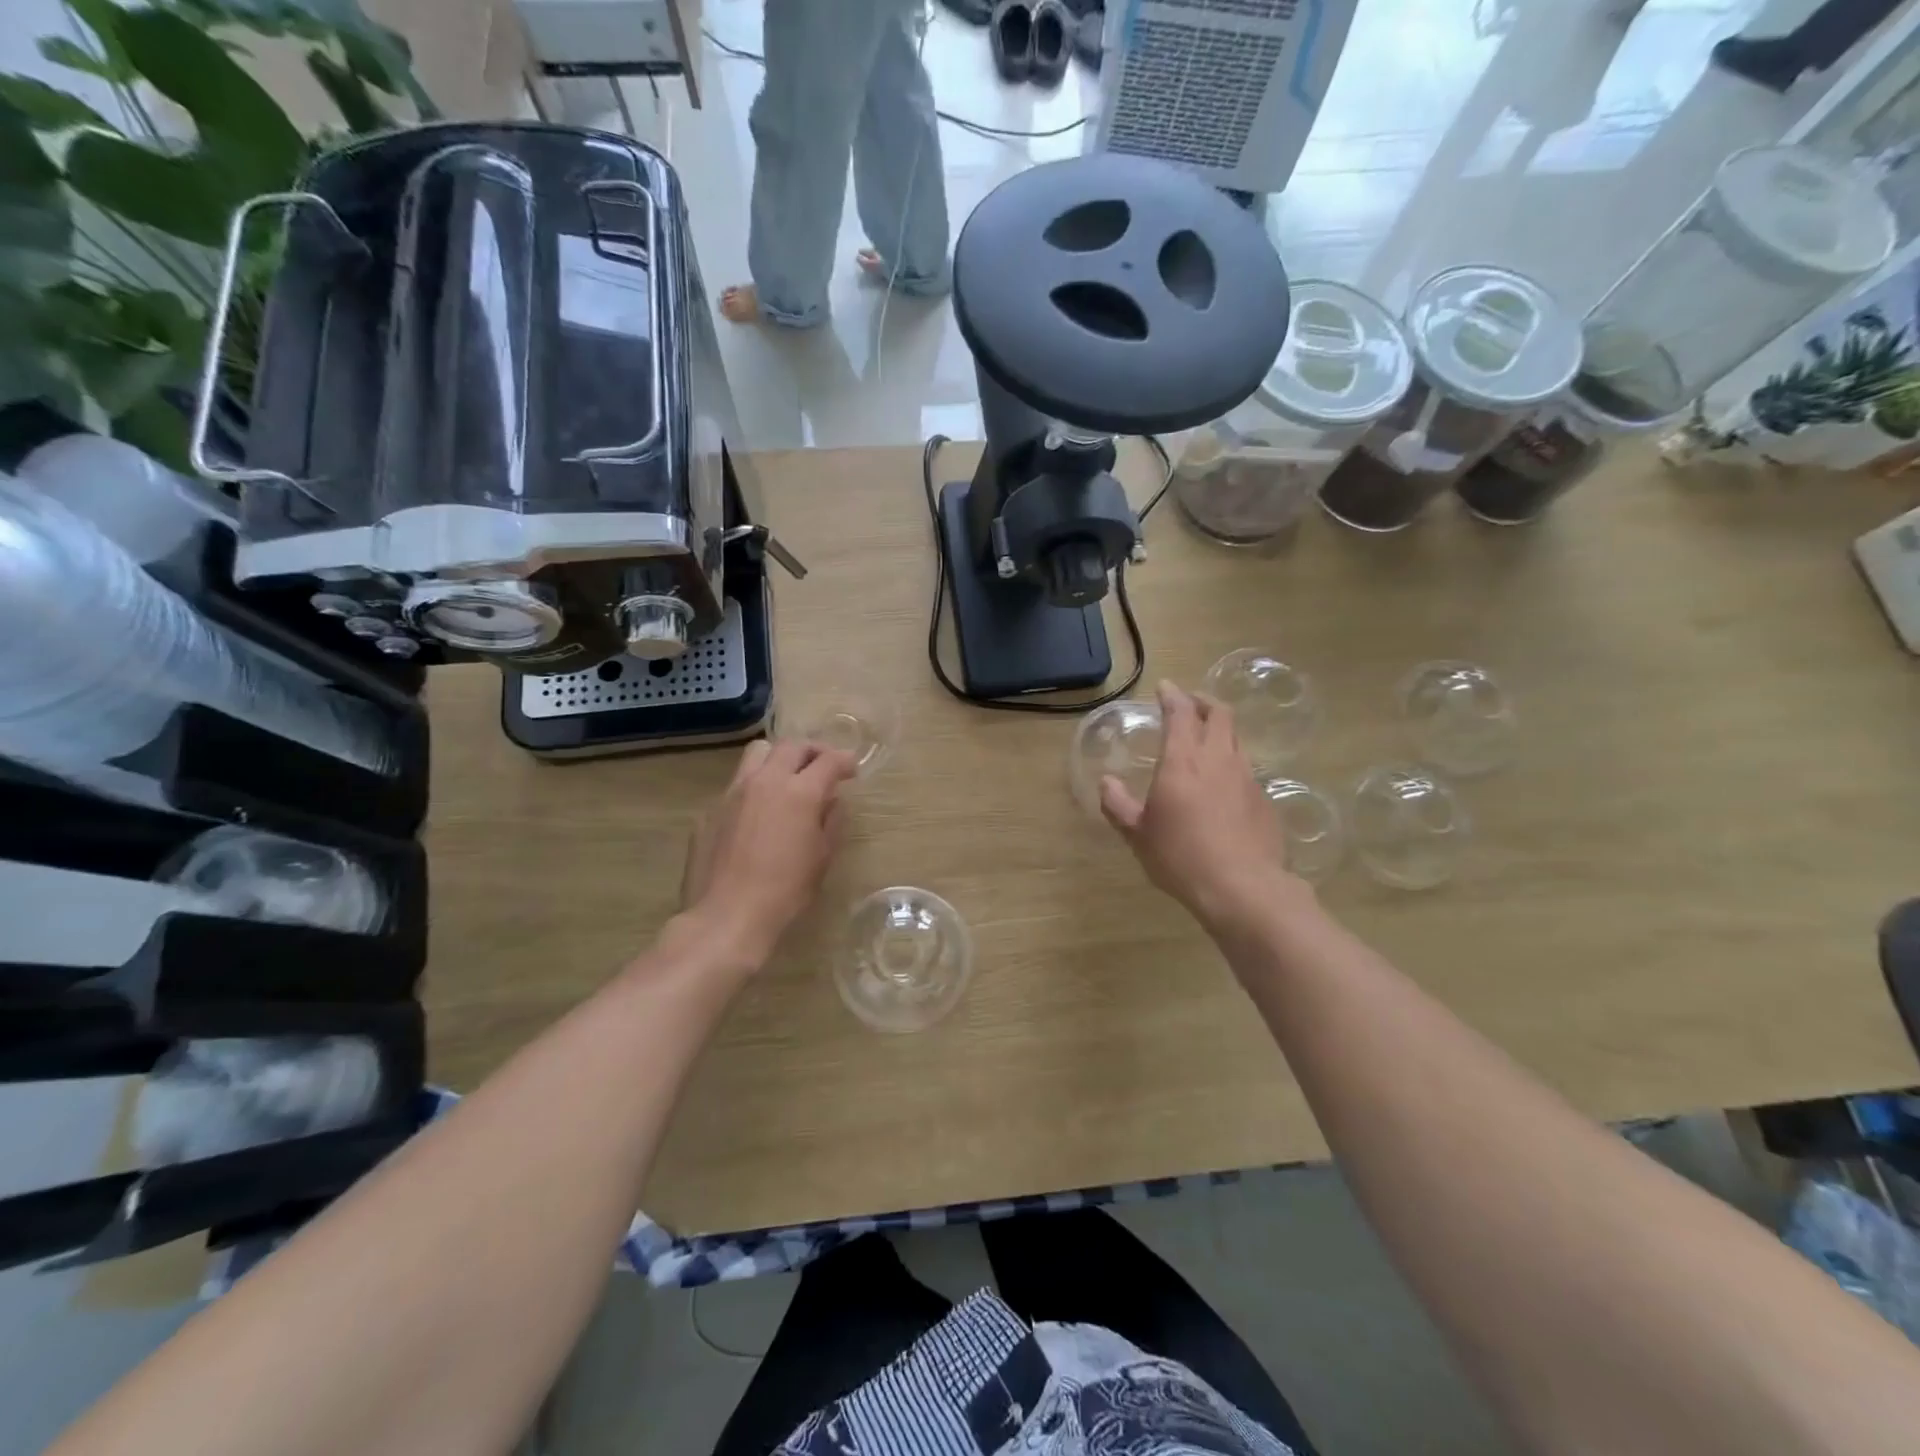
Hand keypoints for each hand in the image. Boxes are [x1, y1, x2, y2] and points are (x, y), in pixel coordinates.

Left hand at [678, 739, 856, 967]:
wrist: (728, 916)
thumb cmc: (786, 891)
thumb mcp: (822, 857)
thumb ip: (831, 821)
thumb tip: (832, 802)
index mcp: (800, 793)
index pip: (829, 761)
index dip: (845, 761)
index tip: (851, 770)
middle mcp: (765, 781)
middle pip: (791, 746)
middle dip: (812, 751)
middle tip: (823, 766)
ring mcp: (733, 792)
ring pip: (758, 754)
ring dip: (778, 758)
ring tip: (786, 779)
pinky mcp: (711, 809)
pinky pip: (737, 785)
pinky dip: (754, 788)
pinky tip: (757, 816)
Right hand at [1101, 680, 1310, 935]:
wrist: (1242, 887)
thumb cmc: (1180, 856)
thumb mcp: (1138, 834)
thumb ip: (1118, 804)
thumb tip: (1106, 784)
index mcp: (1183, 760)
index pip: (1181, 712)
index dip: (1172, 695)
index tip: (1165, 687)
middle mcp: (1218, 759)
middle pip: (1219, 713)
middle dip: (1203, 702)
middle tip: (1189, 705)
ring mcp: (1247, 777)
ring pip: (1236, 739)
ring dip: (1220, 731)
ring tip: (1206, 740)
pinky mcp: (1264, 799)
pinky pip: (1247, 769)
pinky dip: (1231, 763)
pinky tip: (1223, 785)